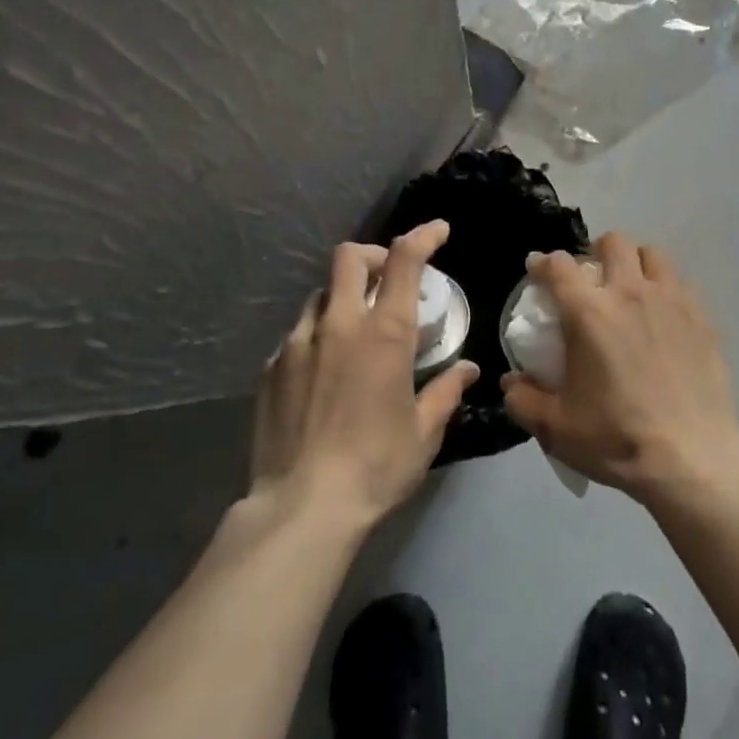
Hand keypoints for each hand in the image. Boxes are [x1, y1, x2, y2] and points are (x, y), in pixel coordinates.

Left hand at [251, 220, 477, 526]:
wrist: (302, 506)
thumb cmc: (376, 466)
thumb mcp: (423, 432)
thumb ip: (445, 392)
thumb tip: (467, 370)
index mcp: (383, 333)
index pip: (404, 260)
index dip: (423, 236)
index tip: (438, 231)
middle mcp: (338, 324)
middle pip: (349, 258)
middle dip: (374, 256)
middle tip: (389, 278)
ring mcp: (298, 343)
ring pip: (320, 294)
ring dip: (343, 297)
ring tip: (355, 330)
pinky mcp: (271, 367)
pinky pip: (298, 333)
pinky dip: (318, 334)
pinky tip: (325, 370)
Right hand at [501, 232, 738, 502]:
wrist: (692, 458)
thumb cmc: (617, 438)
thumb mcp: (556, 428)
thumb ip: (524, 400)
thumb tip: (511, 382)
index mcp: (589, 312)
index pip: (560, 265)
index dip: (544, 262)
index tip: (538, 271)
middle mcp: (630, 293)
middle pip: (613, 242)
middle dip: (596, 252)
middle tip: (592, 280)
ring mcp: (672, 301)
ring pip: (653, 253)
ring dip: (636, 262)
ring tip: (632, 288)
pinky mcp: (703, 318)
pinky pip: (682, 284)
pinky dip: (667, 289)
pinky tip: (665, 316)